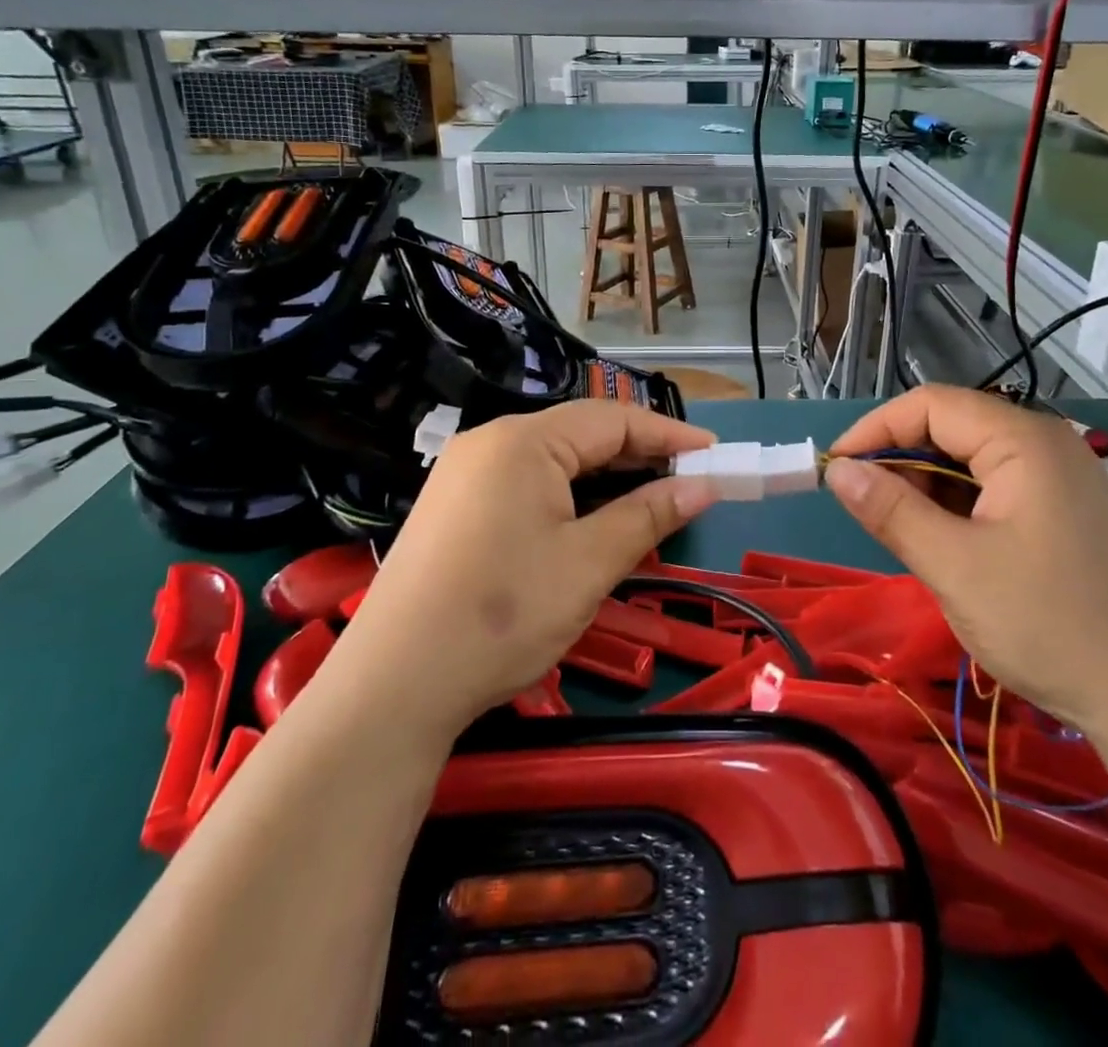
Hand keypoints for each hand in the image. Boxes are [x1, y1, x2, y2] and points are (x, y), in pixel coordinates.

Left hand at [342, 401, 720, 738]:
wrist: (391, 688)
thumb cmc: (502, 615)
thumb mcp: (588, 564)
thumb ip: (648, 514)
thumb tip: (702, 485)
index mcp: (523, 441)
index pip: (612, 419)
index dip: (670, 434)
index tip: (716, 454)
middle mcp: (491, 443)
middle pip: (581, 435)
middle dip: (639, 457)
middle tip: (690, 483)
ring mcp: (465, 475)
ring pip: (554, 462)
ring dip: (606, 480)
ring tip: (650, 505)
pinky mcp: (454, 508)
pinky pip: (527, 485)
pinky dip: (570, 498)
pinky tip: (592, 525)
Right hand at [823, 385, 1107, 737]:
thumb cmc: (1050, 625)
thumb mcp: (955, 566)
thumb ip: (891, 511)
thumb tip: (837, 470)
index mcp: (1022, 441)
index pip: (931, 405)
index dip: (875, 429)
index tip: (834, 468)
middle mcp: (1042, 445)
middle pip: (951, 427)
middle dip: (898, 459)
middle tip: (860, 504)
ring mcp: (1057, 479)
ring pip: (969, 461)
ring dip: (924, 485)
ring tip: (896, 528)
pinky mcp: (1060, 512)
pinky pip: (992, 489)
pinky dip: (955, 506)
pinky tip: (939, 541)